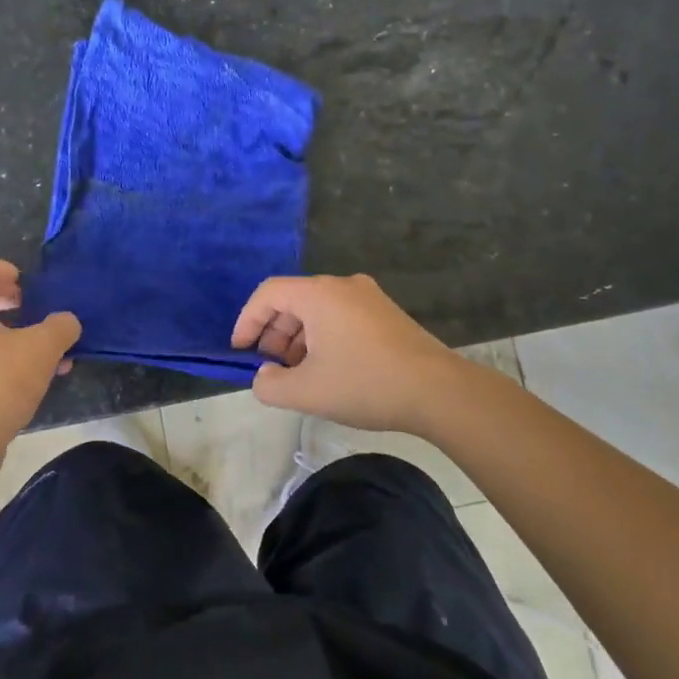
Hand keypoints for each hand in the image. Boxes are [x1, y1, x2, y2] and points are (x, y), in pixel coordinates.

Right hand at [231, 273, 466, 435]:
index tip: (240, 351)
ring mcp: (368, 297)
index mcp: (318, 294)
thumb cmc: (366, 384)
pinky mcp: (386, 314)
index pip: (268, 293)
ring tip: (297, 373)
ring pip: (318, 309)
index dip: (247, 321)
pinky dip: (323, 337)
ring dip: (298, 338)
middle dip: (273, 332)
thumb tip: (264, 376)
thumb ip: (270, 385)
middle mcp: (342, 285)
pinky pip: (340, 316)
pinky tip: (328, 369)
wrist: (439, 392)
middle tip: (269, 366)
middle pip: (293, 299)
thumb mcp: (307, 392)